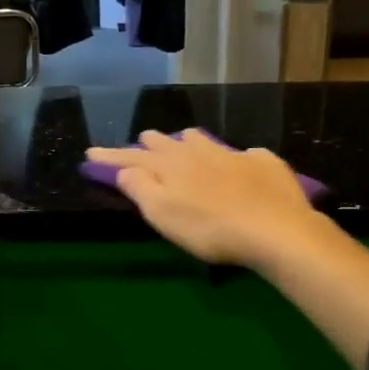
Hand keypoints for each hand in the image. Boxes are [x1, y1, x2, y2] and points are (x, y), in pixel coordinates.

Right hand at [85, 130, 320, 269]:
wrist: (276, 230)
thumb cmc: (210, 228)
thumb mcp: (163, 214)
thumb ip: (140, 188)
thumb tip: (124, 169)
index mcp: (170, 165)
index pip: (133, 157)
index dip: (112, 156)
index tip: (92, 153)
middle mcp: (198, 152)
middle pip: (167, 142)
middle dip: (150, 143)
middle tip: (142, 144)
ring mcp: (233, 155)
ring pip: (203, 140)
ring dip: (188, 142)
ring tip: (185, 145)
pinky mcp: (264, 164)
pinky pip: (245, 155)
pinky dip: (235, 159)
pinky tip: (241, 166)